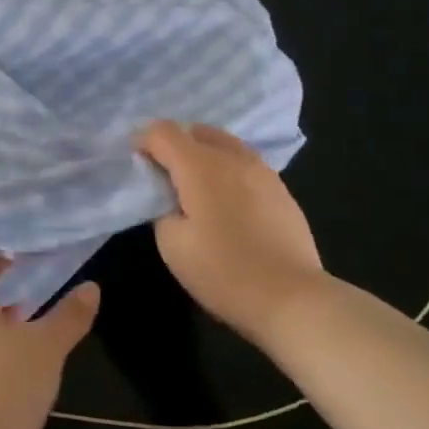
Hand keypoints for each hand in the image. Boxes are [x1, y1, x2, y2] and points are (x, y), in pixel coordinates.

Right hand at [136, 120, 328, 348]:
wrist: (291, 297)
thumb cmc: (223, 271)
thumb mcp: (172, 244)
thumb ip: (162, 209)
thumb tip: (170, 197)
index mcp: (200, 165)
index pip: (163, 132)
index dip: (143, 141)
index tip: (136, 163)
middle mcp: (232, 158)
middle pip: (196, 131)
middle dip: (174, 145)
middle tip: (163, 176)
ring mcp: (262, 171)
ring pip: (225, 145)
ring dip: (203, 155)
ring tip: (195, 188)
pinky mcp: (281, 190)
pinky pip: (245, 165)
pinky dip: (227, 171)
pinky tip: (226, 202)